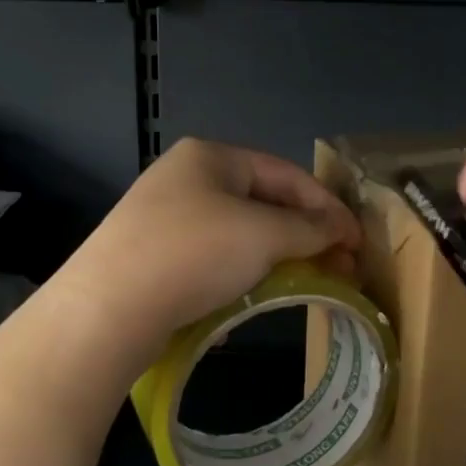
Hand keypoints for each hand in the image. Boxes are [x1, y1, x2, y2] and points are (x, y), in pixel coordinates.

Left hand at [59, 138, 361, 360]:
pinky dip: (241, 274)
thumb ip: (309, 229)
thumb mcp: (264, 234)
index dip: (328, 207)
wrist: (108, 308)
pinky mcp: (153, 256)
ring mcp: (165, 217)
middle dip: (304, 235)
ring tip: (305, 282)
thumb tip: (340, 230)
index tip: (357, 243)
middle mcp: (186, 178)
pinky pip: (213, 258)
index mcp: (211, 157)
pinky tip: (253, 298)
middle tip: (339, 267)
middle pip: (263, 202)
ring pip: (238, 232)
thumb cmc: (195, 253)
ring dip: (276, 256)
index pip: (287, 175)